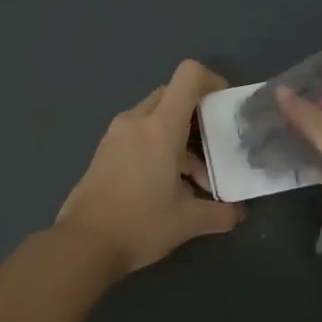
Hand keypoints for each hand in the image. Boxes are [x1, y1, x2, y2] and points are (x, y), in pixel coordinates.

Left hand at [56, 59, 243, 276]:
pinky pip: (138, 133)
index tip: (225, 108)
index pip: (189, 76)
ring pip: (156, 117)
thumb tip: (238, 212)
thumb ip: (221, 212)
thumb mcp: (189, 221)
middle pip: (173, 95)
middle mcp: (137, 121)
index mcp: (161, 127)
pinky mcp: (104, 150)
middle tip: (213, 149)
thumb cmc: (141, 224)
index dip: (213, 81)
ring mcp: (116, 134)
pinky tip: (165, 186)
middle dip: (198, 116)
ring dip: (179, 137)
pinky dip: (158, 146)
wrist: (83, 245)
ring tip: (192, 181)